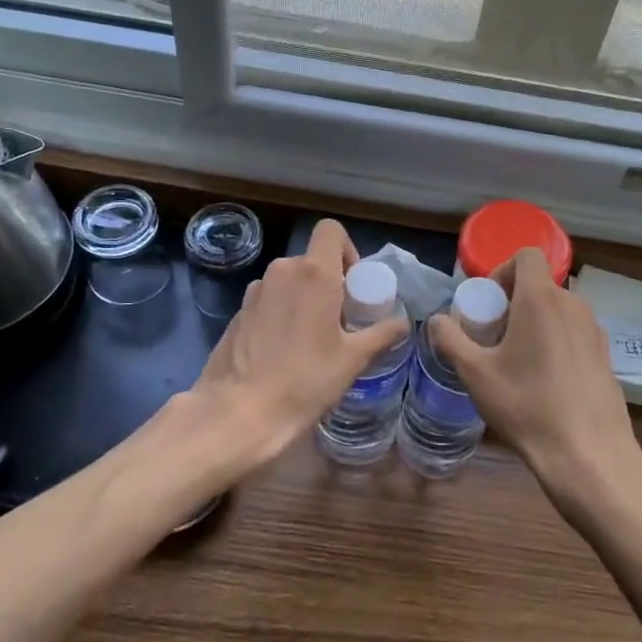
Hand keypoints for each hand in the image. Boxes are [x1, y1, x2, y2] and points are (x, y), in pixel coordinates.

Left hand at [187, 219, 407, 472]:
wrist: (239, 411)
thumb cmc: (304, 380)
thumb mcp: (353, 360)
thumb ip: (381, 334)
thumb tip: (402, 323)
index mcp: (313, 273)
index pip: (331, 230)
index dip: (347, 250)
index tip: (353, 285)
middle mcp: (282, 271)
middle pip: (312, 260)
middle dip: (329, 282)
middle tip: (340, 319)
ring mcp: (255, 291)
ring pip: (289, 281)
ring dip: (304, 298)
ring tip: (312, 339)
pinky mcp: (238, 312)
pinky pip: (269, 300)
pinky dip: (281, 313)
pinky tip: (284, 351)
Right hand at [431, 249, 641, 501]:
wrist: (588, 454)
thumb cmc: (526, 406)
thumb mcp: (475, 374)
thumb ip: (450, 339)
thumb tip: (437, 321)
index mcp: (541, 299)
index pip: (527, 255)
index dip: (503, 270)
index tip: (489, 303)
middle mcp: (573, 305)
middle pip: (540, 284)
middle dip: (514, 301)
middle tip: (494, 336)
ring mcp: (595, 330)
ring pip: (558, 309)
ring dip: (535, 321)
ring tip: (517, 360)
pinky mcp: (606, 355)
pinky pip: (574, 332)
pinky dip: (556, 340)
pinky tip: (545, 380)